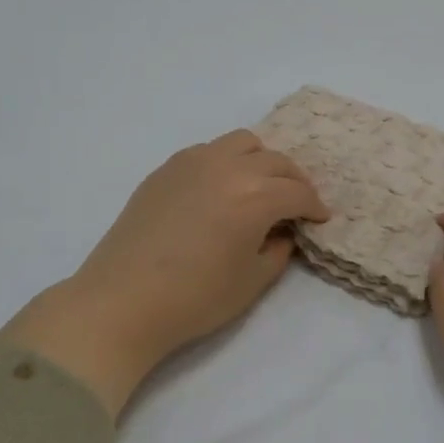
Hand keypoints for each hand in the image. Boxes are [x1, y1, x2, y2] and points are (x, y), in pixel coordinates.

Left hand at [7, 131, 328, 415]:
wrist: (123, 300)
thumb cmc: (194, 298)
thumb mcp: (252, 282)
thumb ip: (278, 249)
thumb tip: (283, 231)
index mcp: (254, 196)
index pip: (297, 191)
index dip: (314, 206)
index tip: (320, 218)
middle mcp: (228, 167)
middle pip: (275, 160)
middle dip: (293, 180)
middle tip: (296, 203)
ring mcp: (193, 162)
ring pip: (242, 143)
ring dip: (261, 161)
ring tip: (259, 187)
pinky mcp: (167, 168)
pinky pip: (209, 150)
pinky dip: (226, 162)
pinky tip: (220, 189)